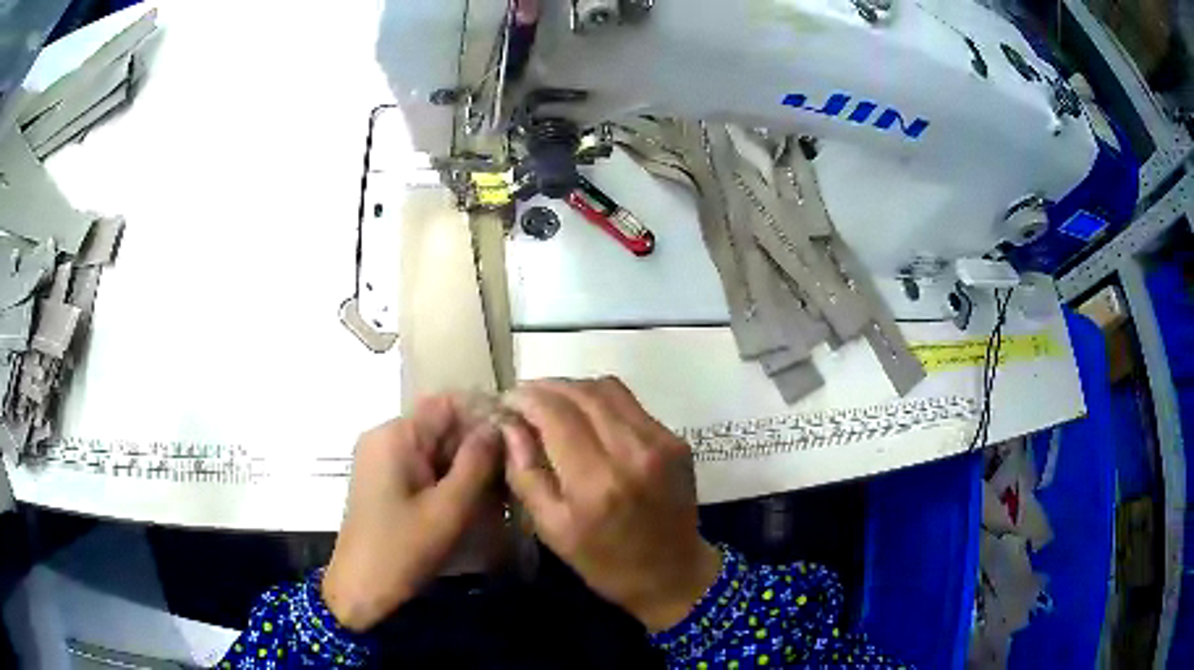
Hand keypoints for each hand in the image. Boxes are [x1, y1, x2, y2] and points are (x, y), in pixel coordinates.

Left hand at [322, 396, 502, 631]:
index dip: (485, 415)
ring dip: (465, 465)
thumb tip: (499, 426)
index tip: (518, 438)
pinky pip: (422, 466)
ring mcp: (380, 458)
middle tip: (513, 473)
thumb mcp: (448, 509)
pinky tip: (471, 502)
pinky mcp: (382, 479)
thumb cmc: (403, 550)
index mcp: (396, 435)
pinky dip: (448, 479)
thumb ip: (477, 463)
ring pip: (434, 448)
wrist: (361, 588)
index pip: (448, 404)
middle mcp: (385, 436)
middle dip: (477, 446)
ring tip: (498, 491)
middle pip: (441, 426)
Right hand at [502, 378, 721, 631]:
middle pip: (581, 392)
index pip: (554, 412)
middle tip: (524, 400)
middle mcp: (632, 451)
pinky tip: (586, 418)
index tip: (506, 402)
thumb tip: (508, 424)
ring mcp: (660, 440)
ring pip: (607, 388)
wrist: (674, 574)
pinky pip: (629, 403)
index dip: (525, 398)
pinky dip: (600, 401)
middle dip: (545, 388)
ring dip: (573, 389)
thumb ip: (524, 473)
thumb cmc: (605, 563)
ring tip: (551, 404)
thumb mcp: (551, 529)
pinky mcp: (675, 439)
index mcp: (596, 480)